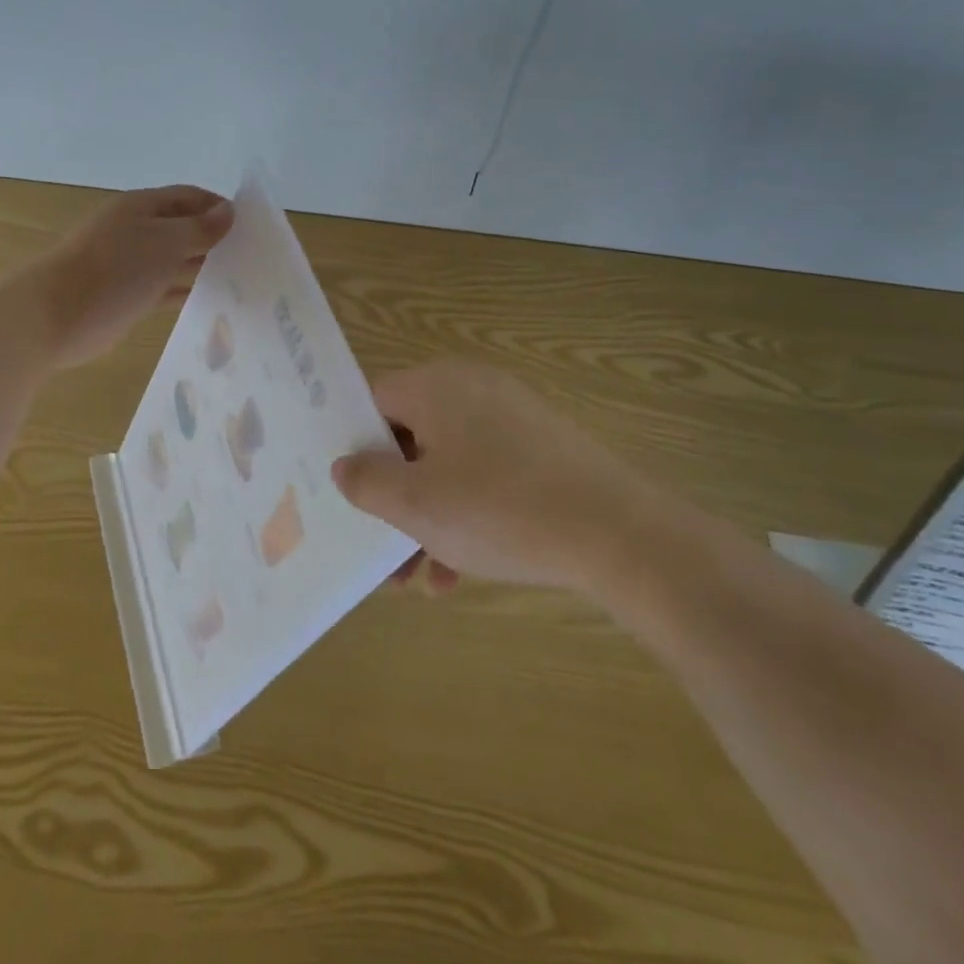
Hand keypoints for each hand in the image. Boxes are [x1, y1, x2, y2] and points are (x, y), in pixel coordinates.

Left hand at [18, 185, 233, 367]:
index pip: (190, 197)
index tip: (253, 226)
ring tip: (243, 281)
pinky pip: (165, 289)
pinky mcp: (129, 296)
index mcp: (142, 207)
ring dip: (203, 268)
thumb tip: (229, 210)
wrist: (56, 317)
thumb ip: (200, 228)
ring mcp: (131, 265)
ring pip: (176, 261)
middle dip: (215, 240)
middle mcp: (137, 231)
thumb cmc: (115, 270)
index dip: (220, 207)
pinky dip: (187, 292)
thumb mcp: (164, 242)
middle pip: (184, 229)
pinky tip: (214, 302)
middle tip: (255, 258)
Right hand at [332, 360, 658, 591]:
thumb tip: (344, 465)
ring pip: (447, 464)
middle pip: (410, 438)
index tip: (348, 493)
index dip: (354, 446)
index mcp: (435, 386)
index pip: (373, 402)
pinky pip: (484, 473)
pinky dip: (466, 513)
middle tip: (383, 547)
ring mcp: (511, 416)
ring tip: (421, 577)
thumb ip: (366, 481)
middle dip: (393, 497)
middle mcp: (471, 388)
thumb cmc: (499, 510)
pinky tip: (462, 571)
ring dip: (427, 517)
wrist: (619, 534)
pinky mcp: (542, 447)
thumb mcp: (416, 504)